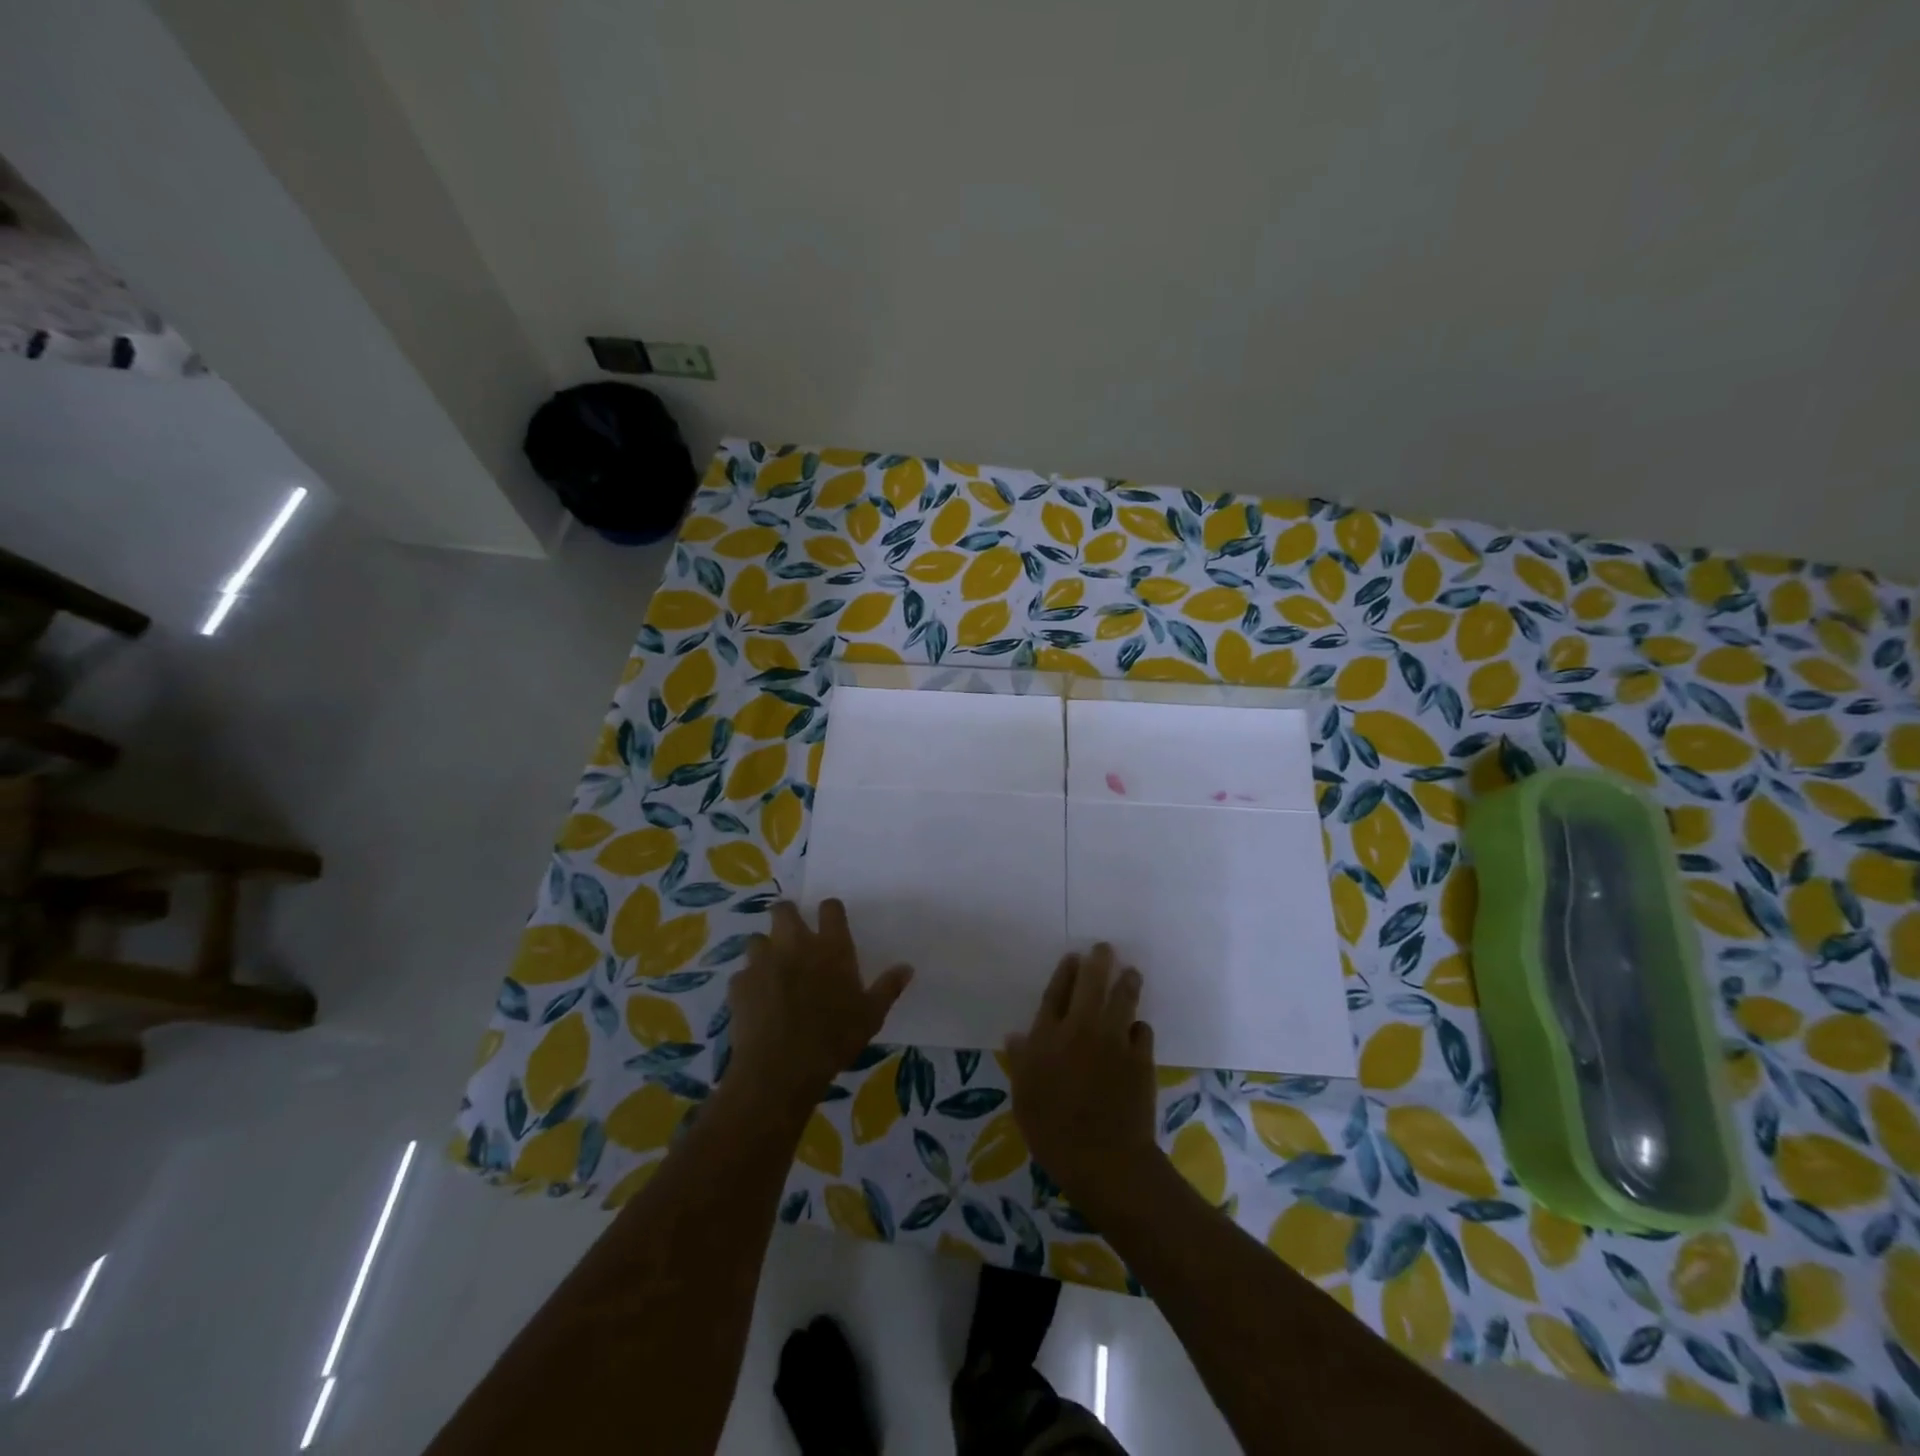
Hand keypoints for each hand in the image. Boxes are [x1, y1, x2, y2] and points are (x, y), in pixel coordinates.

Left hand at [728, 900, 911, 1108]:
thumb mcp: (871, 1015)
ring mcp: (763, 962)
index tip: (830, 921)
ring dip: (764, 949)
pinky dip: (748, 982)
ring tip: (771, 968)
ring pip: (757, 938)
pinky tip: (756, 1000)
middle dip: (786, 916)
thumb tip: (907, 967)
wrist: (781, 1068)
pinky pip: (742, 974)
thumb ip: (888, 987)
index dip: (830, 911)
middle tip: (793, 935)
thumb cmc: (834, 1038)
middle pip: (784, 910)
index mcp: (831, 947)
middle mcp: (795, 944)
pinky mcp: (739, 984)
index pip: (830, 908)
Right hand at [1004, 944, 1160, 1216]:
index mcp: (1048, 1036)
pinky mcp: (1140, 1059)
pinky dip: (1138, 1026)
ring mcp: (1114, 1041)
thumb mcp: (1023, 1097)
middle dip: (1099, 962)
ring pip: (1123, 999)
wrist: (1104, 1158)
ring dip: (1127, 982)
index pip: (1057, 993)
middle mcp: (1082, 1029)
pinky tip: (1137, 1028)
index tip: (1074, 956)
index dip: (1065, 972)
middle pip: (1092, 984)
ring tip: (1131, 972)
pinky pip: (1141, 1030)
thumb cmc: (1053, 1130)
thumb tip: (1016, 1037)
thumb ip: (1021, 1061)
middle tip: (1105, 949)